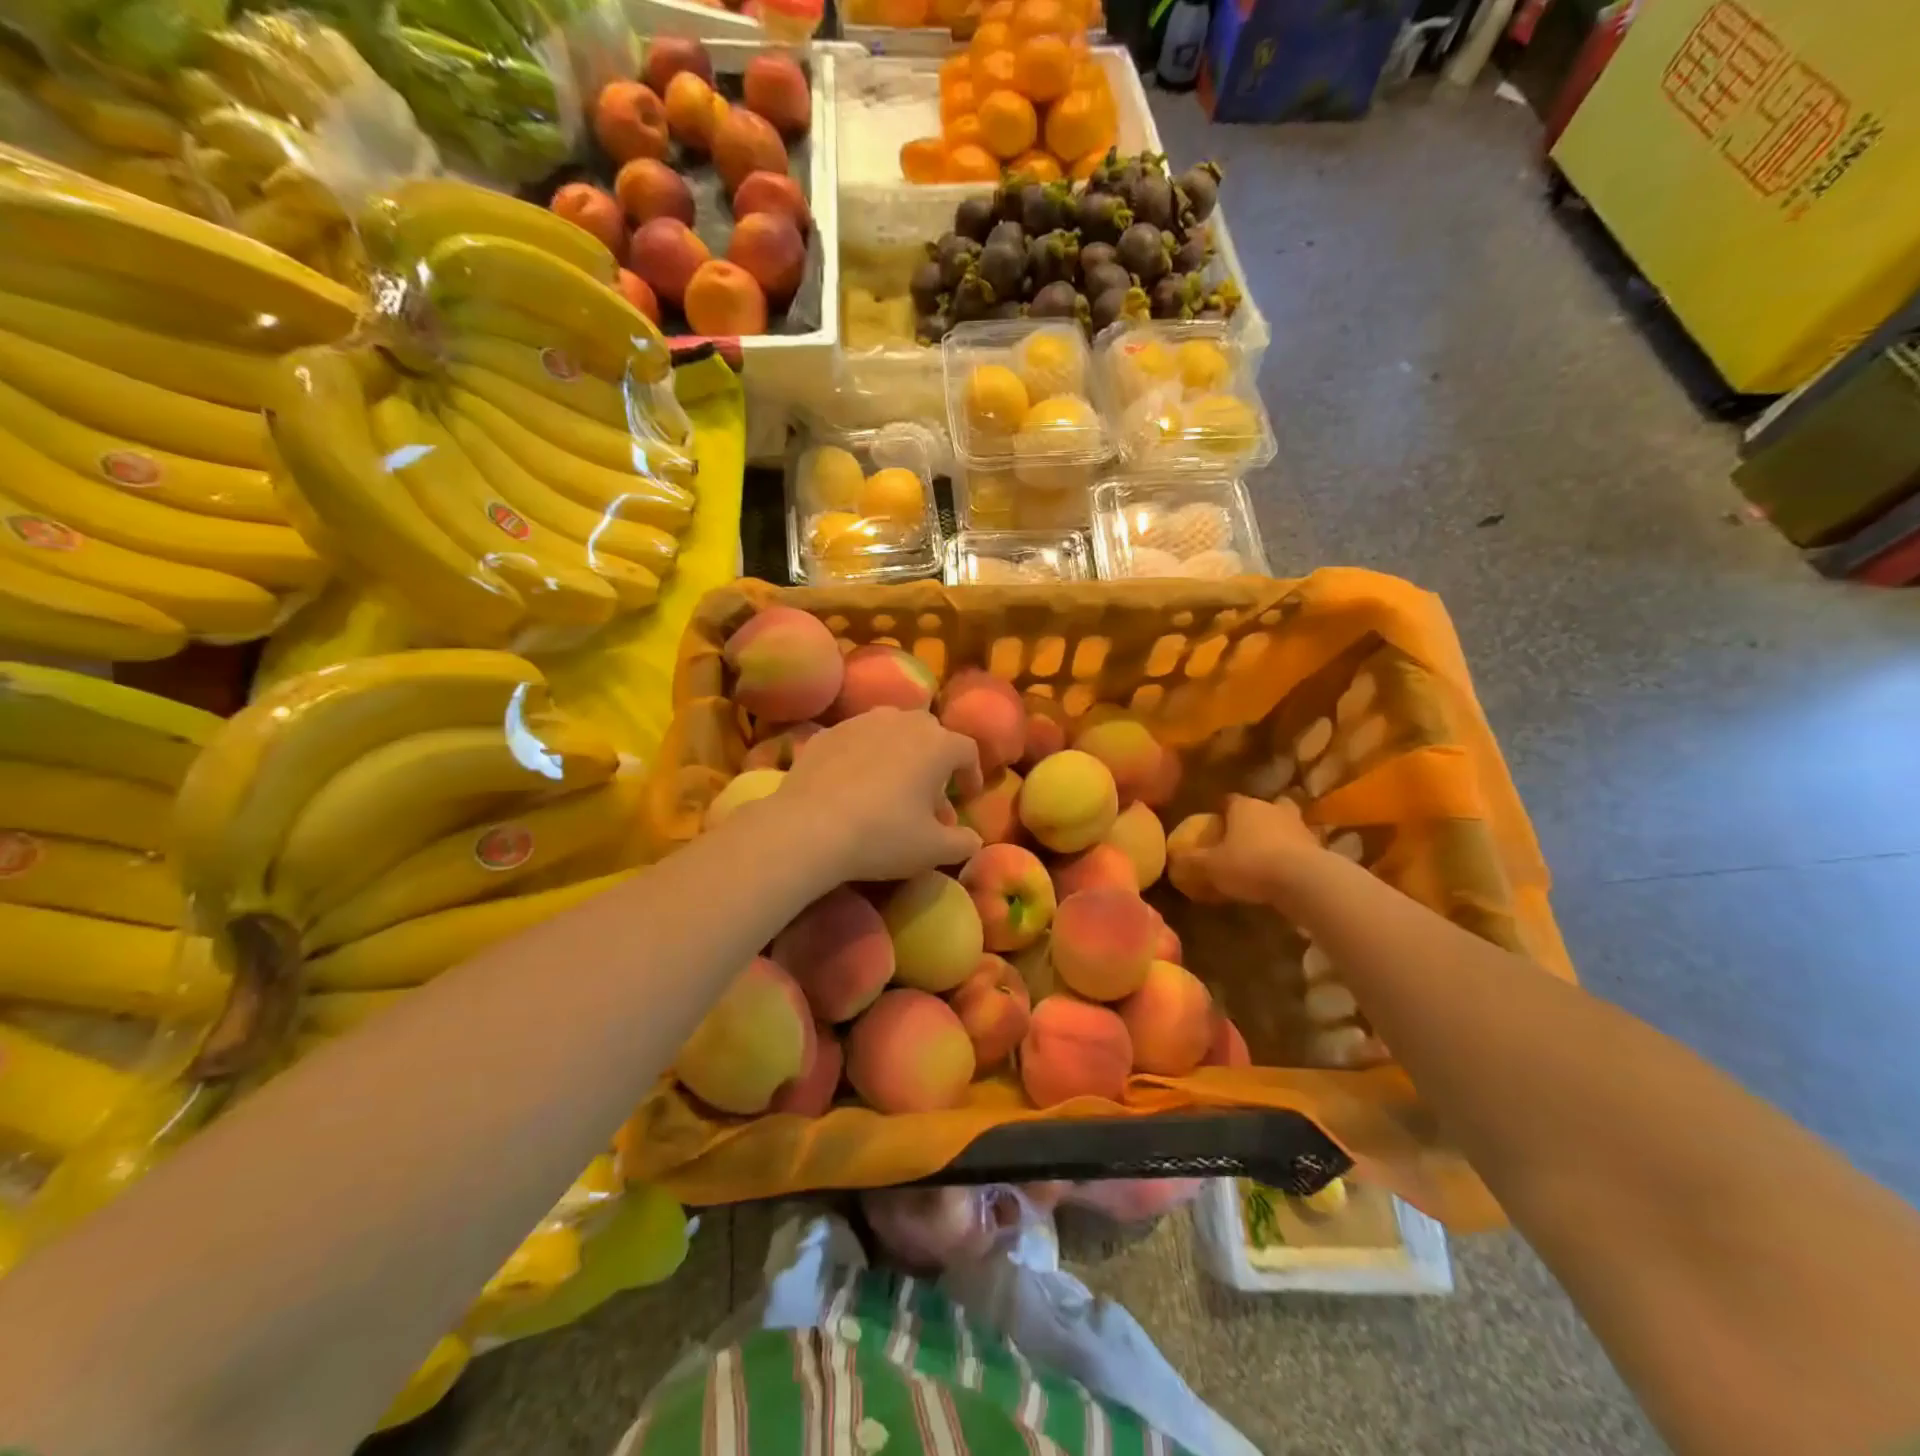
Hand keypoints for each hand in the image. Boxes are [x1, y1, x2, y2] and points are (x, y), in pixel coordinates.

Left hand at [778, 708, 983, 881]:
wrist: (809, 828)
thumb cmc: (883, 835)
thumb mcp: (932, 850)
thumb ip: (962, 843)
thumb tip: (973, 840)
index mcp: (937, 744)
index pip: (967, 751)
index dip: (971, 774)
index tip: (968, 796)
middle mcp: (902, 721)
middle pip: (929, 734)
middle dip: (935, 762)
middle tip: (929, 796)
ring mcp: (861, 722)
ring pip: (891, 730)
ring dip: (899, 754)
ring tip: (892, 787)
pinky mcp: (827, 733)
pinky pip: (856, 740)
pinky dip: (864, 756)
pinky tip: (854, 785)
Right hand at [1187, 794, 1324, 902]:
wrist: (1303, 880)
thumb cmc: (1250, 864)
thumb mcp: (1211, 866)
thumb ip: (1191, 861)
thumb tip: (1173, 857)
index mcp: (1244, 806)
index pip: (1228, 800)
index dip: (1221, 812)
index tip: (1215, 825)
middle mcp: (1272, 808)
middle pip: (1263, 806)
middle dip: (1256, 818)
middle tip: (1245, 836)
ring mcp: (1299, 825)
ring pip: (1286, 823)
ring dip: (1278, 835)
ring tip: (1267, 854)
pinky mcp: (1318, 846)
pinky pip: (1301, 846)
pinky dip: (1293, 854)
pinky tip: (1285, 871)